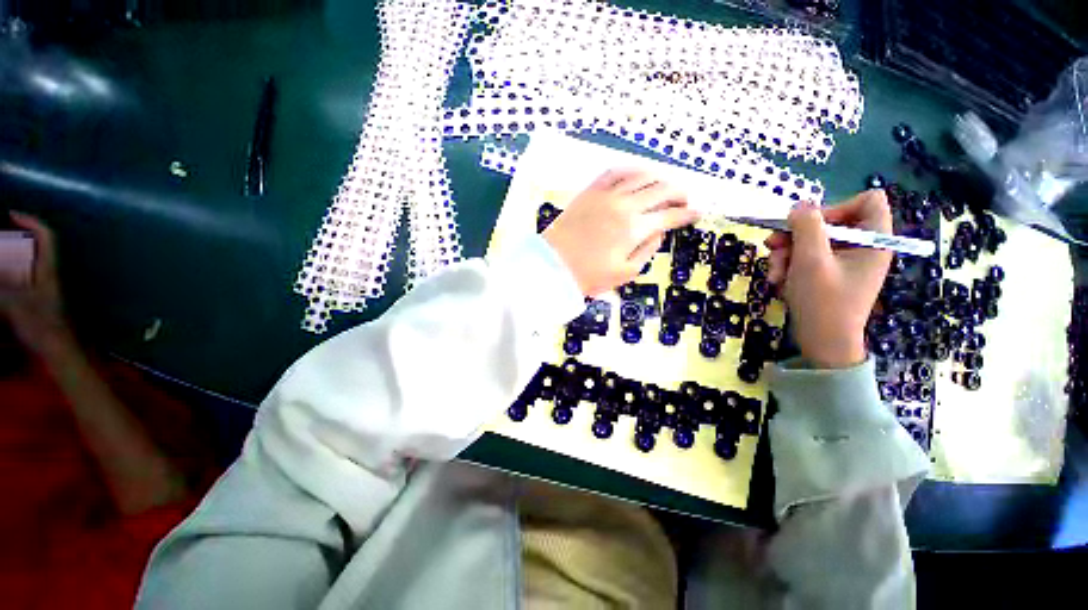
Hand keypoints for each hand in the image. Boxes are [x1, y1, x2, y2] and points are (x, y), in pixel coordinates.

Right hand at [1, 211, 70, 353]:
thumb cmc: (40, 326)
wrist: (58, 350)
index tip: (11, 214)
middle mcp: (49, 275)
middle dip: (17, 236)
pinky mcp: (40, 300)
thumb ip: (1, 287)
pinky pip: (25, 278)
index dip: (31, 222)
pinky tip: (2, 274)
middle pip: (37, 248)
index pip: (46, 237)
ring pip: (30, 262)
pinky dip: (12, 271)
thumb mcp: (15, 303)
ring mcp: (45, 287)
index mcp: (48, 270)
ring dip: (12, 254)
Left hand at [543, 169, 699, 295]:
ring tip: (663, 187)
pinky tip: (636, 175)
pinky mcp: (590, 191)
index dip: (687, 214)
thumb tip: (659, 232)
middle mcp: (625, 205)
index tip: (696, 213)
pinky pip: (615, 172)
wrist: (552, 265)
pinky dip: (630, 170)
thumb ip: (647, 251)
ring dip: (658, 179)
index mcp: (635, 228)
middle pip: (661, 189)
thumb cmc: (589, 275)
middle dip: (678, 193)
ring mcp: (606, 195)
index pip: (670, 215)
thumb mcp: (625, 273)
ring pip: (641, 176)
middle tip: (683, 200)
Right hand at [765, 190, 892, 368]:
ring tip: (773, 273)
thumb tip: (799, 205)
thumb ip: (806, 227)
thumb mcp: (811, 260)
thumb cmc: (823, 302)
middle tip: (772, 246)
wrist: (822, 343)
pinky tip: (777, 281)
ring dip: (785, 254)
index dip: (838, 206)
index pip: (868, 201)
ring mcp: (843, 262)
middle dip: (796, 235)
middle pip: (829, 222)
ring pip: (811, 241)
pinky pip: (806, 258)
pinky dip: (788, 266)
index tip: (811, 224)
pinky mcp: (827, 274)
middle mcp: (861, 248)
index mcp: (873, 241)